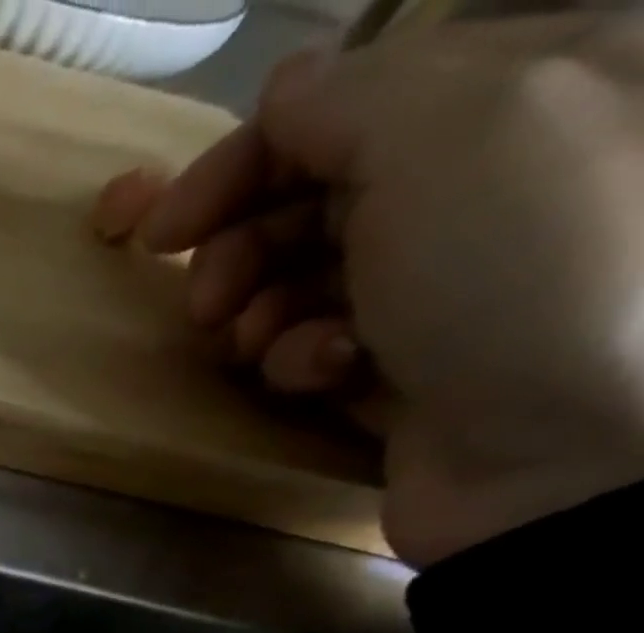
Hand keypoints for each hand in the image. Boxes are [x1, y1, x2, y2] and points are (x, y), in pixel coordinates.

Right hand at [93, 17, 643, 564]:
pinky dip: (306, 359)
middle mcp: (491, 176)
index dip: (242, 162)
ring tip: (268, 348)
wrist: (563, 451)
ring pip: (303, 279)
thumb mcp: (448, 137)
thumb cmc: (514, 274)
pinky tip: (328, 375)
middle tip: (208, 306)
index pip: (345, 106)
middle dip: (243, 250)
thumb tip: (280, 95)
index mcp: (530, 88)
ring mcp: (449, 277)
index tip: (162, 233)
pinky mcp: (411, 361)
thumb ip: (351, 98)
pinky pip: (323, 344)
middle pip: (314, 197)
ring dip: (266, 314)